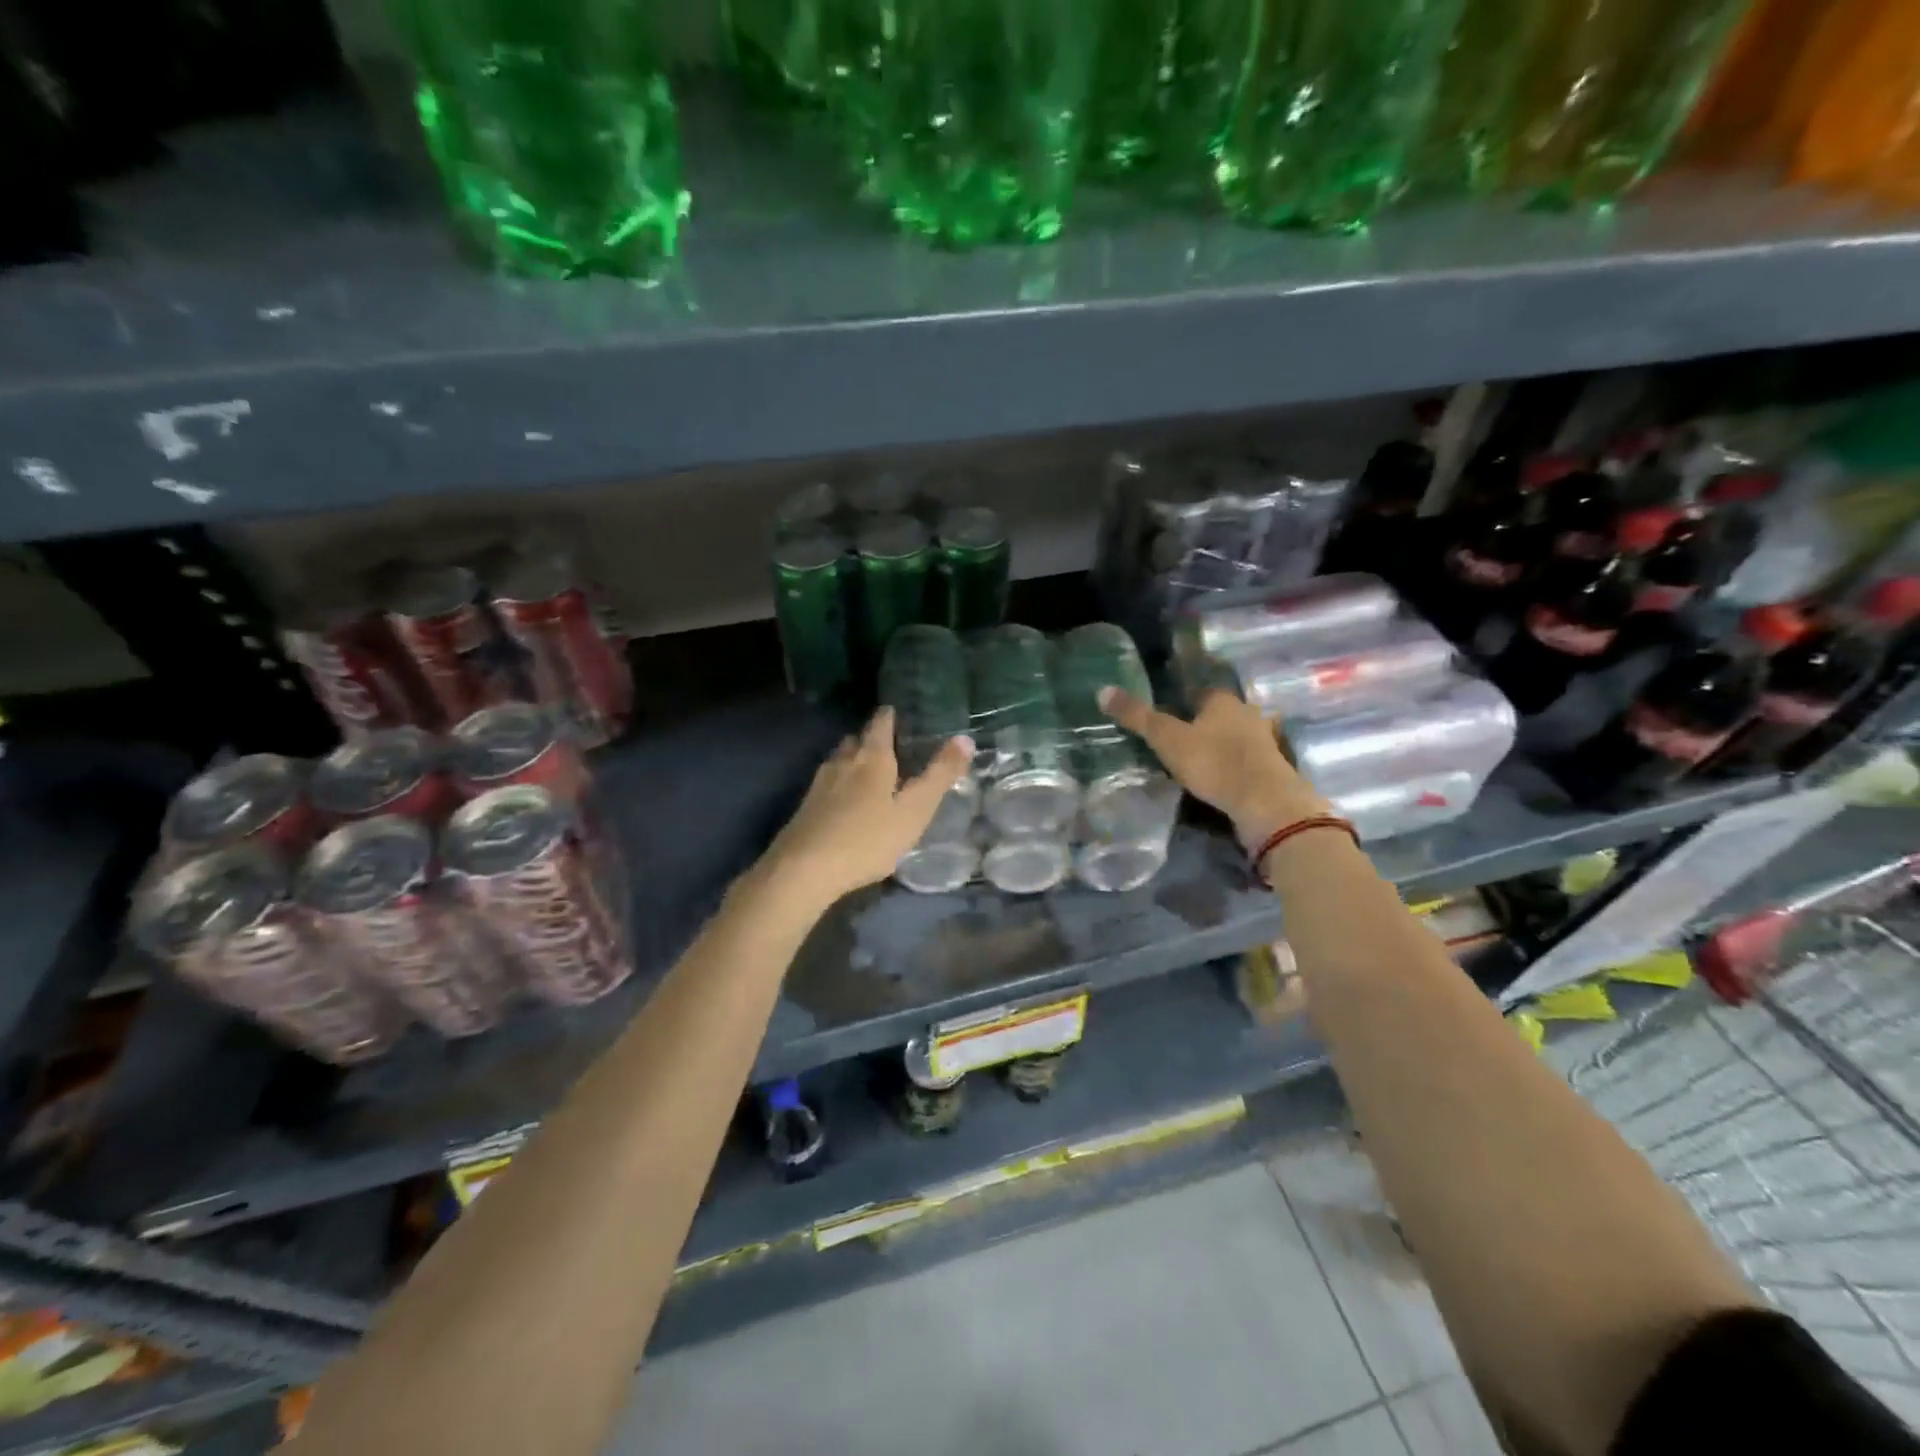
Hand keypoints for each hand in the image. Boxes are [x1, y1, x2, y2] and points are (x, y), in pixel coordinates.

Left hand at [764, 707, 973, 906]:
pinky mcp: (806, 806)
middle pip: (856, 739)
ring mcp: (820, 783)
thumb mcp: (914, 811)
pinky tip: (844, 799)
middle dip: (871, 737)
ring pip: (839, 759)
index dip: (889, 716)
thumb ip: (939, 775)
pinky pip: (828, 782)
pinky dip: (840, 782)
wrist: (804, 869)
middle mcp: (843, 762)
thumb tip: (965, 738)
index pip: (880, 724)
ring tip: (868, 769)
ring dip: (853, 758)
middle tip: (888, 743)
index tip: (896, 711)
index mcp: (872, 758)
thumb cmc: (867, 839)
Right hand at [1100, 686, 1327, 847]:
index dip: (1181, 700)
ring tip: (1195, 760)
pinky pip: (1245, 760)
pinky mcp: (1270, 768)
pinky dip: (1232, 765)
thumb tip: (1102, 691)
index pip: (1199, 690)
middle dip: (1201, 722)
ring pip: (1234, 736)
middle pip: (1218, 713)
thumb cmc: (1215, 763)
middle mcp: (1247, 713)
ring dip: (1219, 744)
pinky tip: (1219, 778)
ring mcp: (1264, 741)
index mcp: (1223, 700)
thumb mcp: (1167, 739)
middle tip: (1176, 739)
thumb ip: (1137, 717)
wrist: (1266, 804)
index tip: (1164, 714)